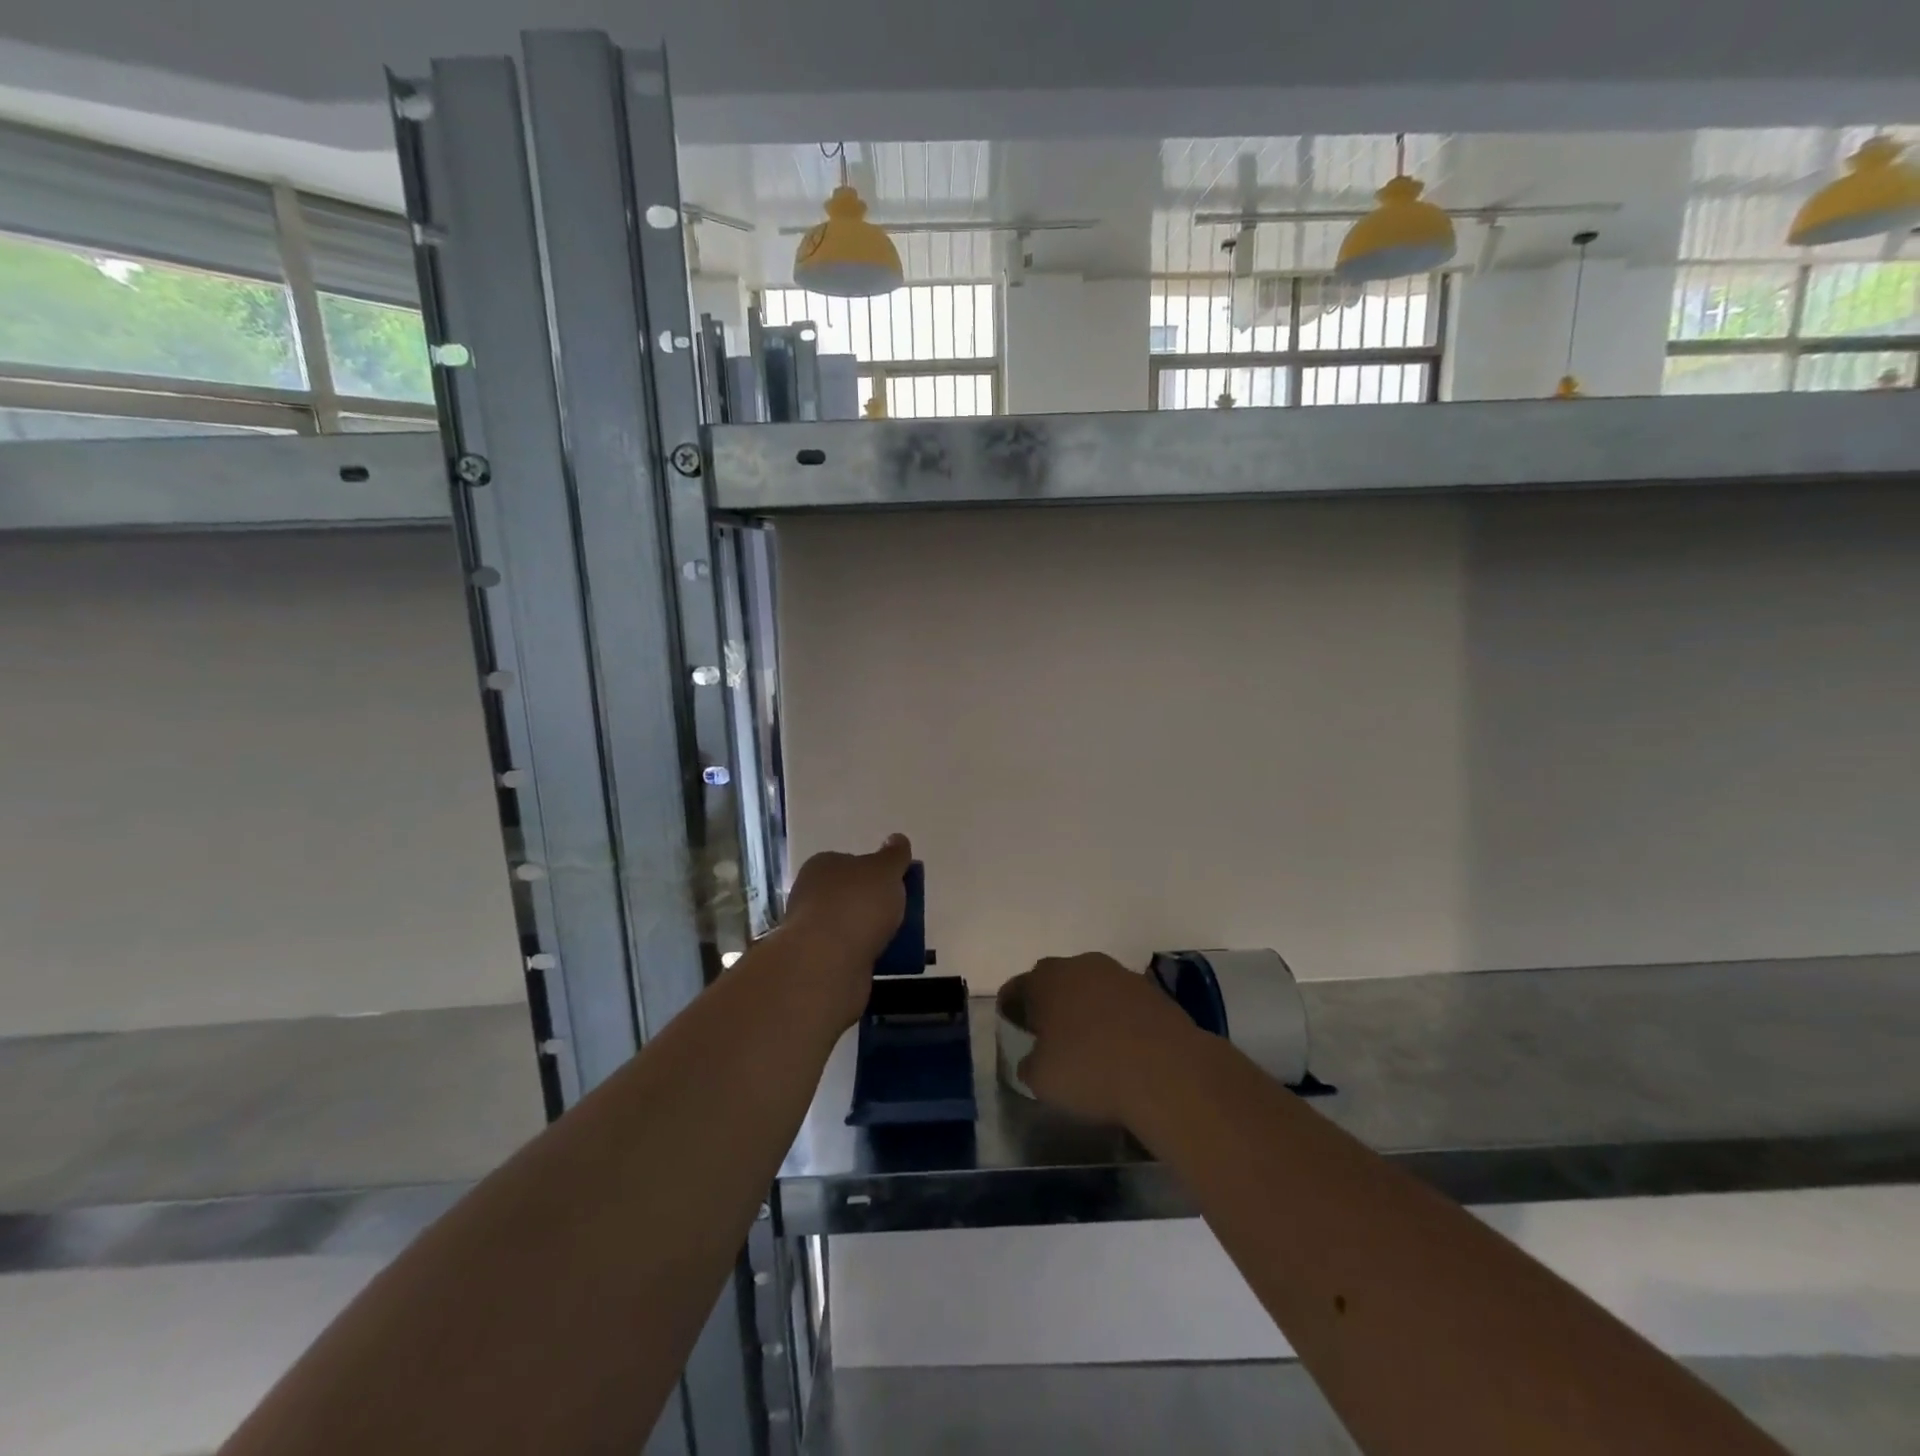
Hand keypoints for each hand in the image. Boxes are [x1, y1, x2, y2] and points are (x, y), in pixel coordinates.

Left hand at [779, 834, 912, 1027]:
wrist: (826, 964)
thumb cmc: (856, 905)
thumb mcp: (885, 871)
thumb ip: (894, 855)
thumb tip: (897, 839)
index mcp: (822, 866)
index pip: (850, 861)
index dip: (874, 871)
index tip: (896, 884)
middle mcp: (811, 894)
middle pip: (850, 895)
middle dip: (873, 904)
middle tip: (900, 914)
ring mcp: (811, 930)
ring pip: (849, 926)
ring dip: (870, 933)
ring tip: (897, 941)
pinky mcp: (816, 962)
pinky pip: (848, 953)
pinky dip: (865, 956)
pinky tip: (883, 961)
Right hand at [1012, 952, 1207, 1127]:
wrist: (1168, 1071)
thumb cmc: (1091, 1071)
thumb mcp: (1042, 1080)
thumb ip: (1030, 1064)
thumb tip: (1034, 1059)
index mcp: (1046, 979)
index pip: (1017, 987)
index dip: (1011, 1007)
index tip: (1011, 1027)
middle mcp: (1081, 965)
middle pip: (1056, 980)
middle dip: (1049, 1002)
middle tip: (1048, 1033)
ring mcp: (1120, 974)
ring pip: (1092, 987)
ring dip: (1086, 1007)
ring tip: (1088, 1041)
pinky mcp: (1153, 991)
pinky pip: (1122, 1001)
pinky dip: (1116, 1017)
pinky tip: (1121, 1046)